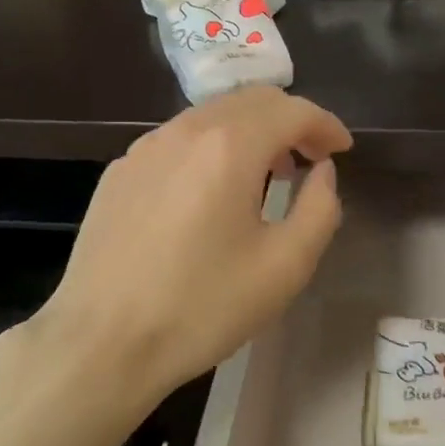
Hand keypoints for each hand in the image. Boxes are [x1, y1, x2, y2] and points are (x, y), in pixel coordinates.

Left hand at [30, 86, 351, 409]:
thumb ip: (319, 208)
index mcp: (229, 146)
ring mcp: (145, 148)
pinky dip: (211, 147)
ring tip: (268, 173)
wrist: (102, 344)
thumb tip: (322, 172)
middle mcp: (185, 131)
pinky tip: (212, 190)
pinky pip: (178, 140)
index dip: (325, 124)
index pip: (292, 110)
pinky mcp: (119, 171)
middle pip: (251, 101)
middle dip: (290, 121)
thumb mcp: (285, 266)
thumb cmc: (202, 307)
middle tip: (312, 157)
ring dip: (251, 131)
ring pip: (211, 116)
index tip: (342, 149)